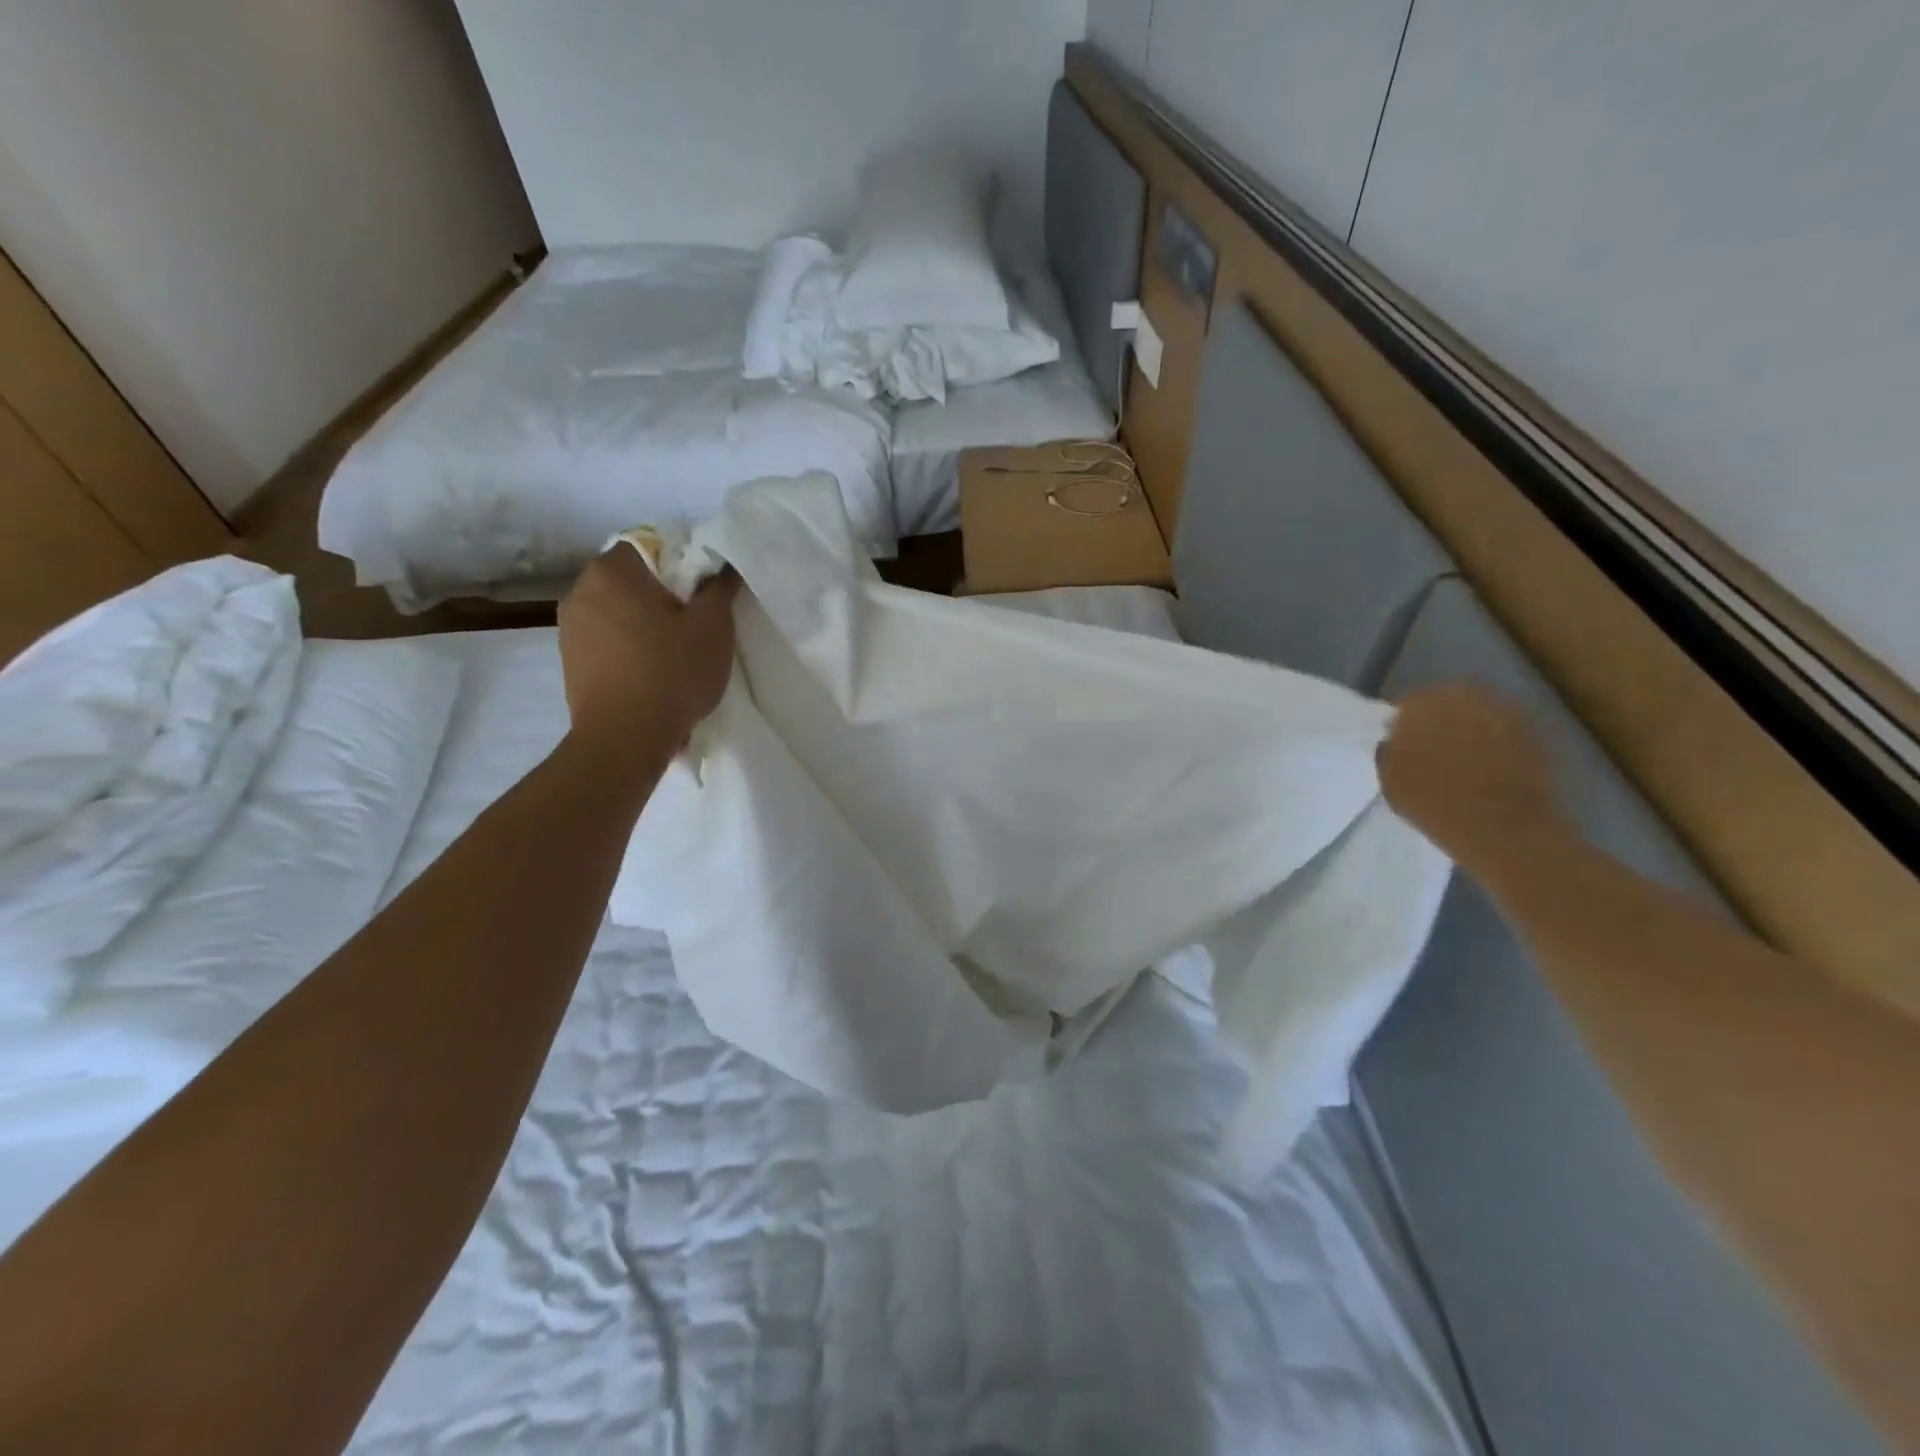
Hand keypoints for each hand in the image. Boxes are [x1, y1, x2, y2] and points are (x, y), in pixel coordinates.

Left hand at [557, 546, 739, 753]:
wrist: (625, 738)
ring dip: (642, 625)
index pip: (650, 546)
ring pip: (616, 612)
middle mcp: (580, 590)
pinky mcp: (569, 662)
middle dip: (661, 597)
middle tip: (692, 625)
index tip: (701, 595)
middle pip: (631, 581)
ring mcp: (568, 628)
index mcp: (612, 570)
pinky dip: (627, 650)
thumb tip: (722, 568)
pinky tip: (649, 675)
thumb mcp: (714, 626)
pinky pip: (605, 642)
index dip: (681, 566)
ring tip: (671, 655)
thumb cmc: (672, 672)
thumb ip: (719, 588)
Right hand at [1377, 683, 1566, 879]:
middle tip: (1432, 748)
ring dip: (1470, 730)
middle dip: (1439, 720)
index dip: (1403, 724)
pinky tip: (1489, 766)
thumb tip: (1395, 741)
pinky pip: (1505, 731)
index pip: (1407, 704)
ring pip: (1479, 714)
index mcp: (1423, 703)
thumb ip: (1389, 751)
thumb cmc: (1433, 801)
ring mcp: (1505, 712)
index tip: (1401, 744)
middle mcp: (1466, 697)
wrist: (1502, 826)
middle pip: (1447, 701)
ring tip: (1463, 758)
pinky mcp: (1535, 733)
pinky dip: (1496, 743)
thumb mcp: (1389, 778)